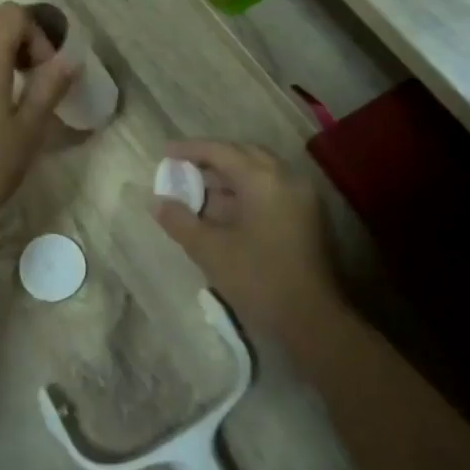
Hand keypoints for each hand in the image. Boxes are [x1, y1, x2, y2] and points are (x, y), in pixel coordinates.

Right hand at [152, 140, 340, 330]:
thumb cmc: (258, 279)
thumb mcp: (210, 250)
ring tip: (198, 190)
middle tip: (183, 168)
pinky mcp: (306, 216)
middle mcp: (285, 178)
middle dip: (211, 159)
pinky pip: (271, 189)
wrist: (312, 320)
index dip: (190, 149)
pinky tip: (224, 211)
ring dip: (229, 176)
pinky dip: (245, 191)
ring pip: (259, 172)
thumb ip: (180, 221)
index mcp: (263, 180)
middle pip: (244, 154)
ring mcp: (301, 197)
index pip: (221, 151)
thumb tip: (157, 202)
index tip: (165, 152)